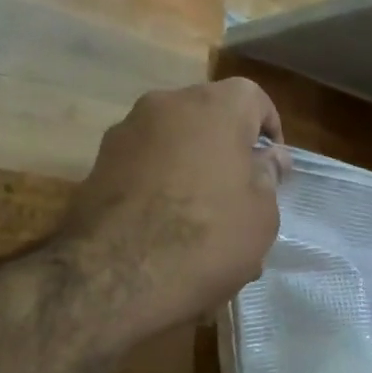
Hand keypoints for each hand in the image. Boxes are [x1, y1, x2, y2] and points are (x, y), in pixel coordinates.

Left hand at [60, 79, 290, 335]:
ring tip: (200, 214)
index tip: (274, 166)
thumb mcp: (261, 214)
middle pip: (208, 116)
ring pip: (172, 140)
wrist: (116, 275)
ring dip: (190, 165)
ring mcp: (126, 132)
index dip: (269, 129)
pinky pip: (143, 164)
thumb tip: (267, 157)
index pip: (253, 97)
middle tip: (239, 191)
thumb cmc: (207, 237)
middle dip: (225, 147)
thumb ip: (267, 176)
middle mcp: (167, 105)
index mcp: (215, 107)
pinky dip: (158, 182)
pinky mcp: (97, 164)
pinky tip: (164, 225)